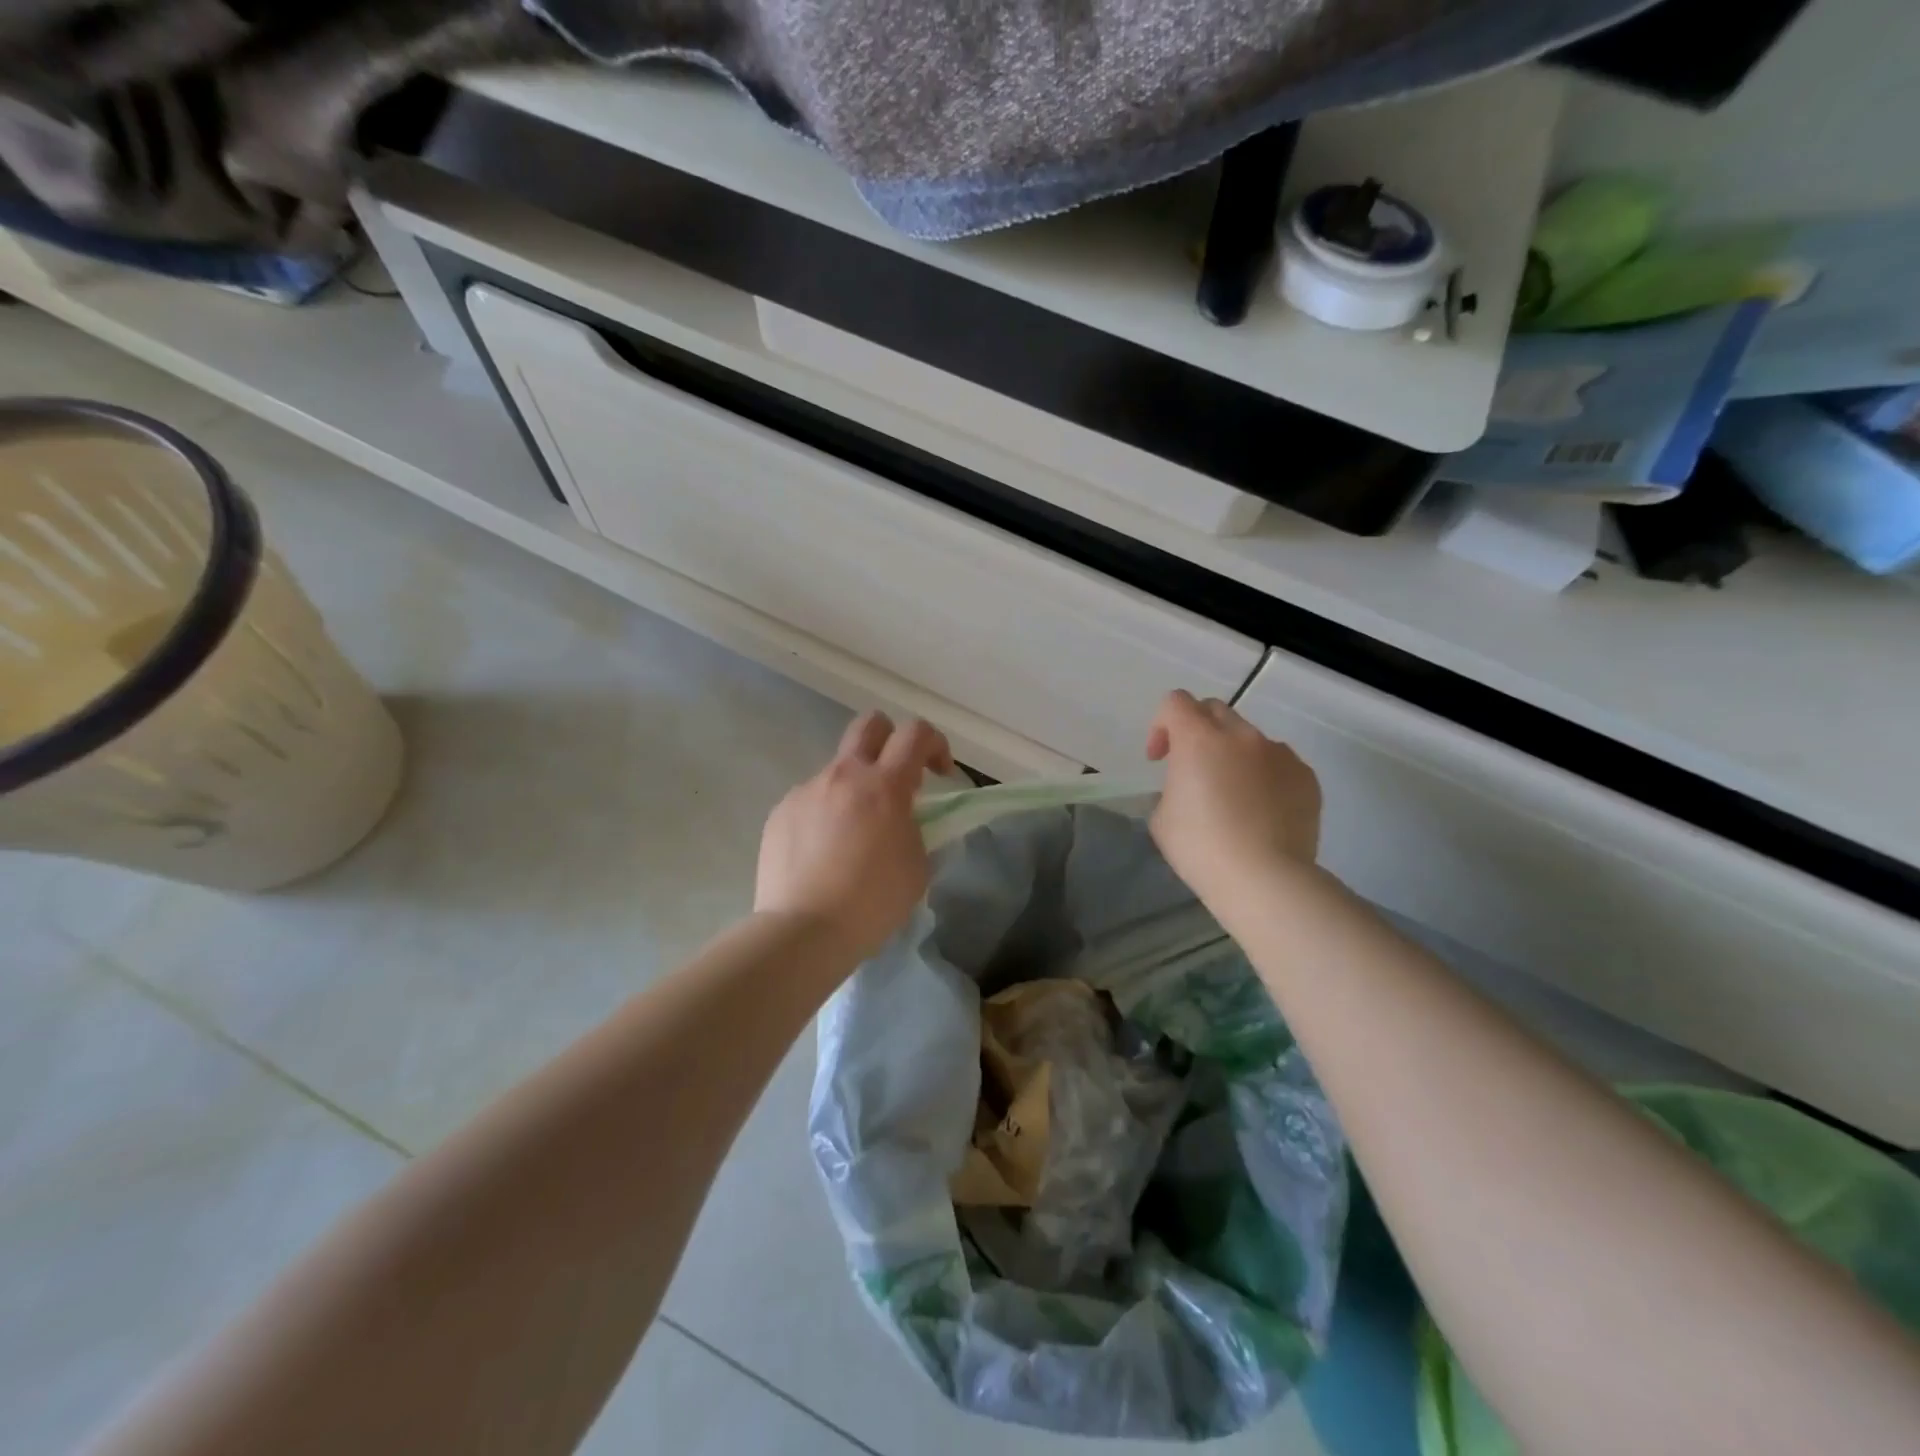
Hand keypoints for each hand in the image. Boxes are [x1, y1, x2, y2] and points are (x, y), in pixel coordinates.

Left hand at [755, 711, 954, 962]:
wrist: (803, 930)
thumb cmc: (872, 902)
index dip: (935, 744)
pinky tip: (823, 853)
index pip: (916, 733)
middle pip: (869, 724)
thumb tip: (904, 818)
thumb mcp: (917, 866)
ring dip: (855, 789)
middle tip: (897, 778)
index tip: (940, 774)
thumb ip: (916, 828)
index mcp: (884, 786)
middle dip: (890, 739)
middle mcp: (843, 776)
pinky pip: (811, 799)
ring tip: (853, 836)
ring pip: (838, 770)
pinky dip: (825, 814)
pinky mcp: (780, 812)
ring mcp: (807, 791)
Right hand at [1146, 690, 1320, 907]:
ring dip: (1234, 755)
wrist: (1265, 879)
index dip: (1161, 725)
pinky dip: (1264, 776)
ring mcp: (1279, 753)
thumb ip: (1173, 787)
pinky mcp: (1306, 776)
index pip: (1175, 703)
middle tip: (1192, 768)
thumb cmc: (1201, 848)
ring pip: (1250, 738)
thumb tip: (1190, 787)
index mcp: (1199, 739)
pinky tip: (1261, 812)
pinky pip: (1278, 763)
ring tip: (1233, 796)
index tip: (1160, 760)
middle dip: (1198, 730)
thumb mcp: (1162, 817)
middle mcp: (1241, 736)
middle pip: (1215, 710)